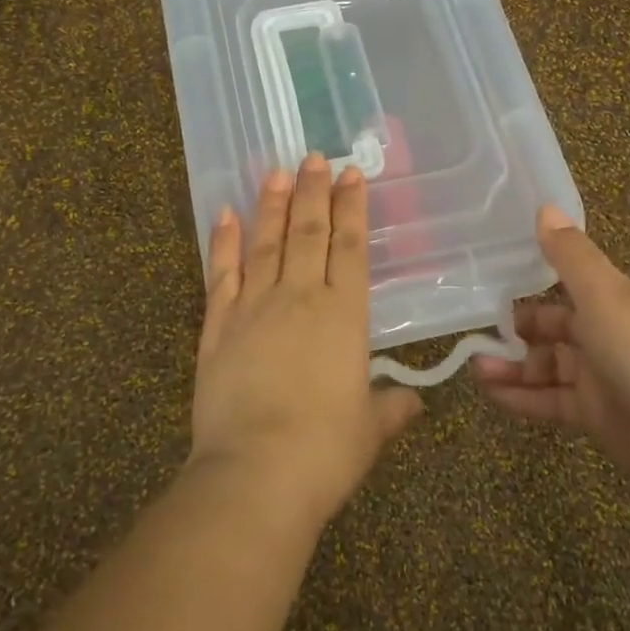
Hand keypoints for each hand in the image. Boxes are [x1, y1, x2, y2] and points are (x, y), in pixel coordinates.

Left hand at [189, 155, 424, 527]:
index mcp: (343, 315)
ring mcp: (253, 308)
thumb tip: (413, 402)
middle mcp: (299, 298)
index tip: (350, 174)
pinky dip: (223, 243)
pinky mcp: (216, 327)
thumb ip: (391, 408)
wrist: (256, 473)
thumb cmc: (325, 452)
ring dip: (271, 204)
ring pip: (265, 243)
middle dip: (312, 191)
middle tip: (313, 156)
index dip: (352, 208)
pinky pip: (220, 274)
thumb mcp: (370, 430)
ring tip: (275, 171)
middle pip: (307, 232)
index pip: (350, 247)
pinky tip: (225, 216)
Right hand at [475, 207, 629, 496]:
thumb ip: (570, 256)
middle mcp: (607, 335)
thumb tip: (544, 206)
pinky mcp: (596, 417)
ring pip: (546, 367)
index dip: (528, 289)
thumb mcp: (605, 296)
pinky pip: (550, 402)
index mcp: (615, 301)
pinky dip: (521, 397)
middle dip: (514, 332)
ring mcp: (601, 378)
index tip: (489, 290)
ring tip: (475, 368)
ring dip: (512, 366)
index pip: (564, 288)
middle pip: (551, 329)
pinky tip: (491, 394)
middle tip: (475, 335)